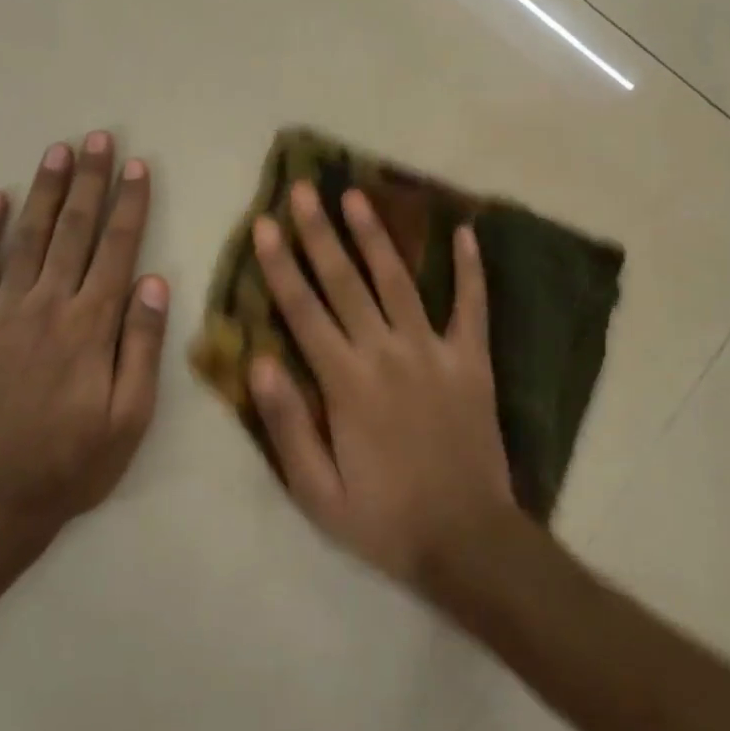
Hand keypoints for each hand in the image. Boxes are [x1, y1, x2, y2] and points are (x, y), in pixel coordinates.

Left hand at [0, 132, 169, 527]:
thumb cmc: (72, 463)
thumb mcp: (130, 417)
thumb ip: (142, 345)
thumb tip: (154, 281)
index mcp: (91, 326)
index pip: (116, 249)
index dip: (130, 204)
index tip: (138, 166)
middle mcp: (46, 306)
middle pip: (74, 231)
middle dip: (90, 181)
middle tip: (99, 139)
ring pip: (27, 238)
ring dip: (44, 192)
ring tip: (57, 151)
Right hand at [249, 180, 515, 586]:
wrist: (467, 542)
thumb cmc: (384, 519)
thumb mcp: (317, 493)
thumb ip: (287, 425)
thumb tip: (257, 361)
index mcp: (346, 383)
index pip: (303, 312)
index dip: (280, 266)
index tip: (264, 225)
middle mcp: (387, 354)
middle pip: (346, 282)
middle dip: (320, 233)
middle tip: (304, 189)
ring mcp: (434, 353)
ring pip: (399, 282)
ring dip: (376, 236)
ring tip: (357, 196)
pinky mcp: (471, 362)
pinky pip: (472, 307)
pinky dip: (470, 270)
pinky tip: (466, 233)